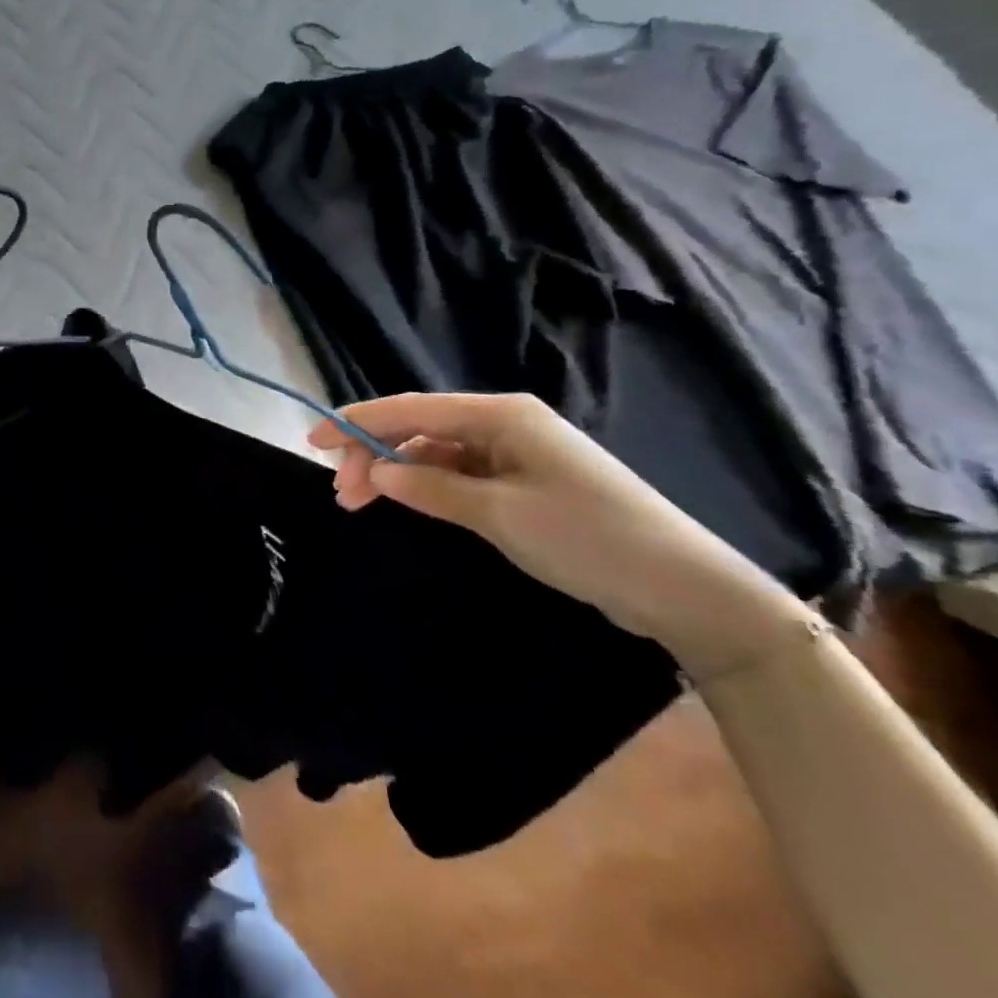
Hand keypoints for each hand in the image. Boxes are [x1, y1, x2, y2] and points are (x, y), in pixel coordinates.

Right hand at [309, 393, 810, 678]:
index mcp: (501, 414)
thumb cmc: (589, 538)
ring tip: (363, 503)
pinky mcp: (523, 482)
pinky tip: (409, 504)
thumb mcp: (502, 515)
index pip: (412, 409)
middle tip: (341, 493)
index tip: (312, 441)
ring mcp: (514, 453)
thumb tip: (379, 475)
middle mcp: (504, 423)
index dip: (357, 423)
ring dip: (398, 474)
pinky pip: (459, 473)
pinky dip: (428, 486)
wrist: (685, 588)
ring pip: (435, 452)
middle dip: (374, 454)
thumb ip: (434, 489)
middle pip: (419, 428)